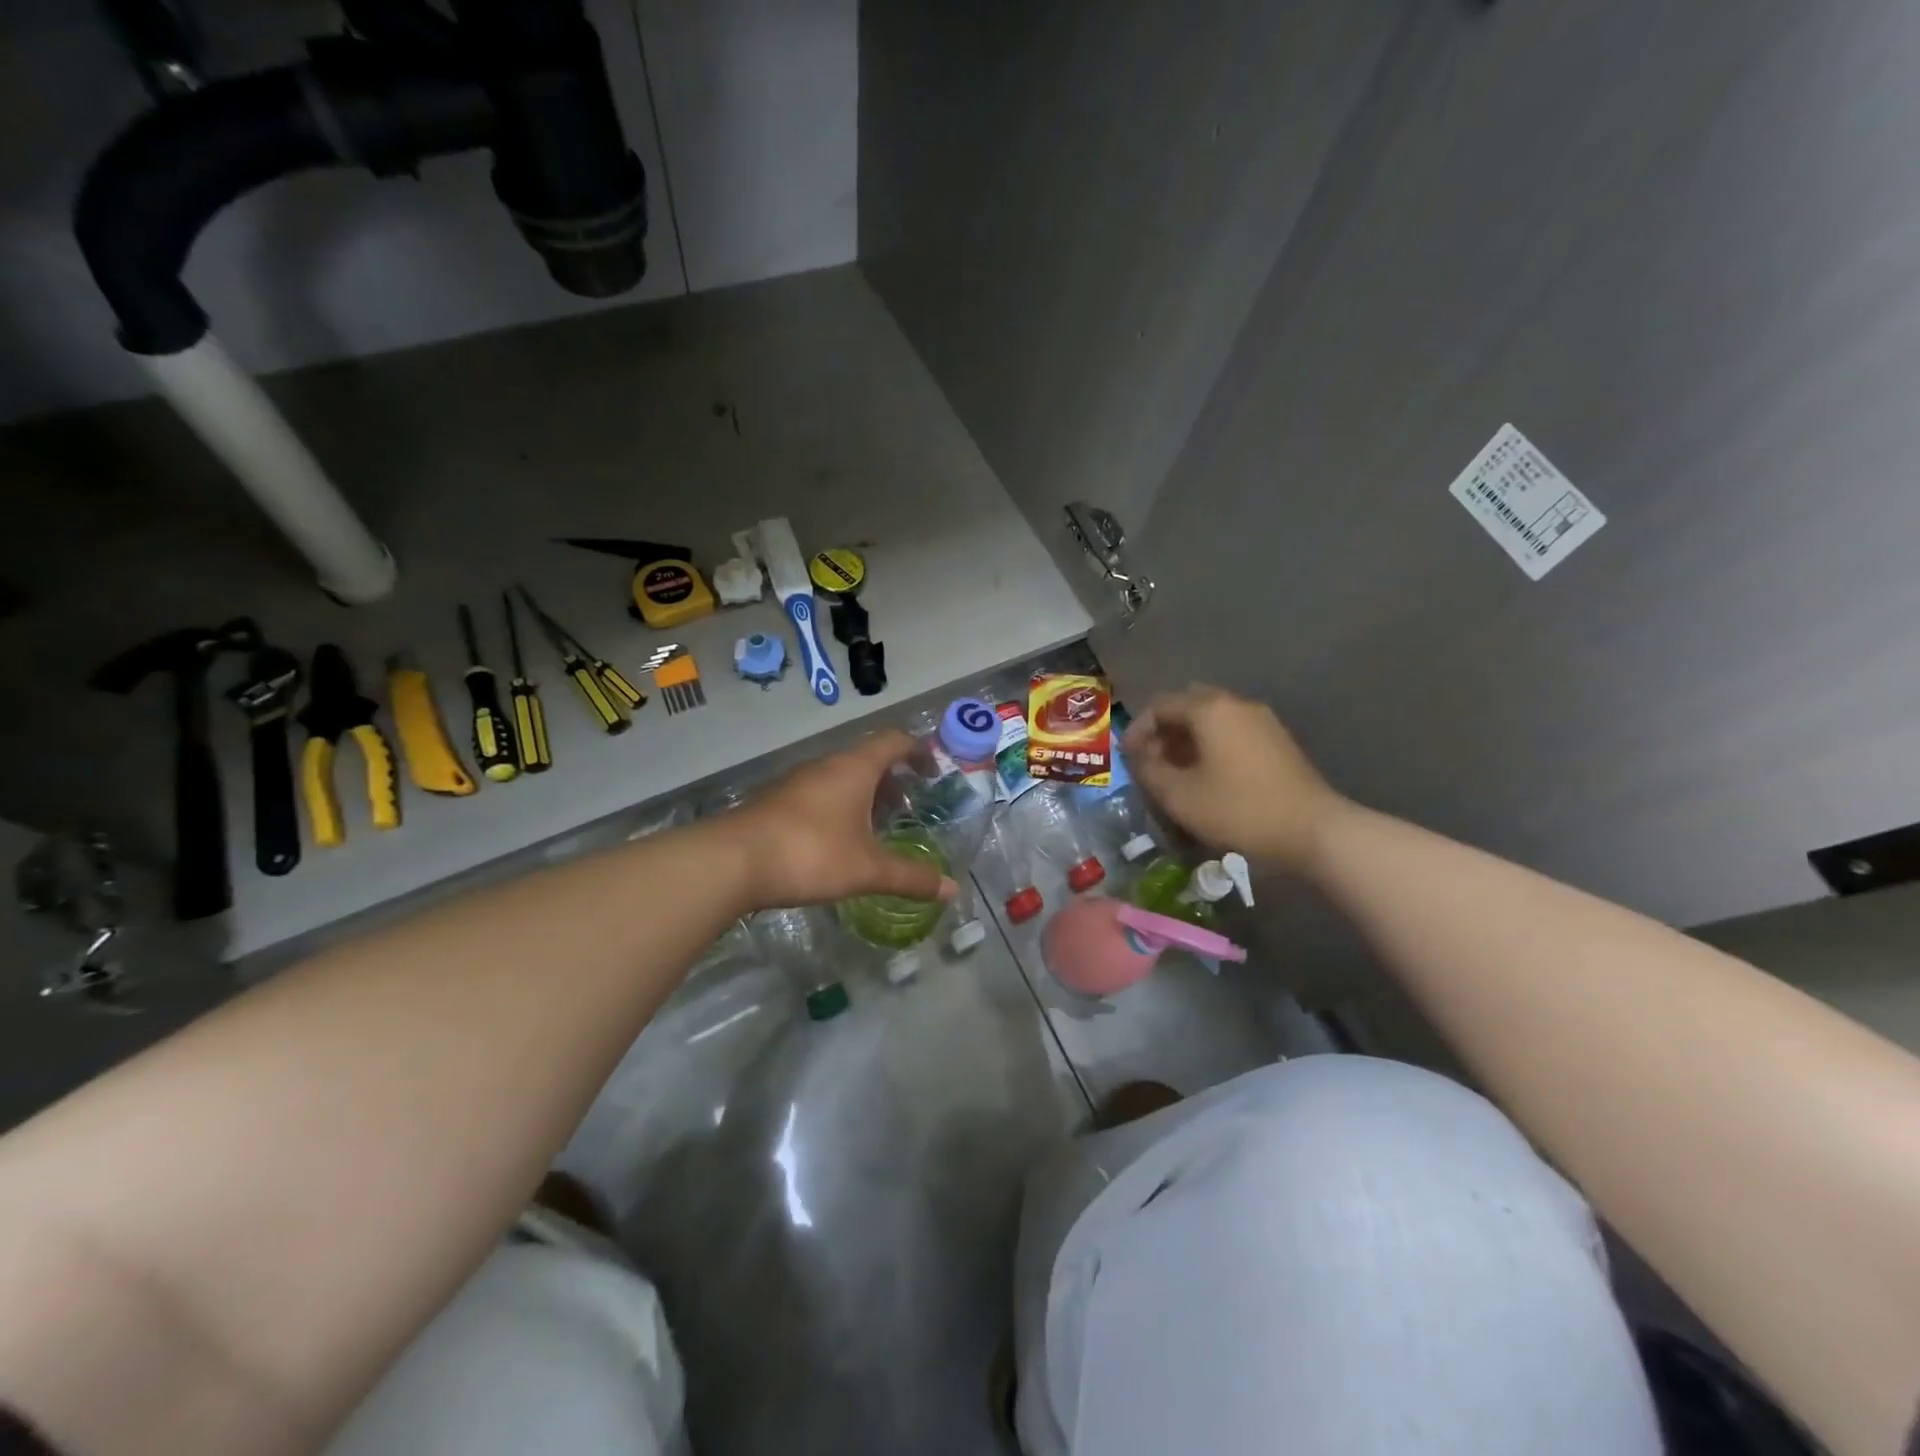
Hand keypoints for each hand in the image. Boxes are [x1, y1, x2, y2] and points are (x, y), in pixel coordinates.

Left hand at [725, 731, 959, 910]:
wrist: (732, 861)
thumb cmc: (811, 853)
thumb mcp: (867, 869)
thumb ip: (910, 878)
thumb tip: (952, 890)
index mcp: (854, 768)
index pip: (894, 741)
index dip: (918, 752)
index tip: (933, 773)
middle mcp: (826, 765)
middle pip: (867, 759)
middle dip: (891, 779)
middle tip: (907, 806)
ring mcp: (797, 781)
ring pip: (840, 777)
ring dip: (862, 794)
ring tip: (875, 826)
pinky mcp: (776, 801)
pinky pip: (818, 793)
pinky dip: (837, 807)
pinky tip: (837, 840)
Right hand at [1124, 685, 1349, 869]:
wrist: (1313, 831)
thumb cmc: (1238, 809)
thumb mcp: (1179, 795)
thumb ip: (1148, 770)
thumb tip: (1137, 756)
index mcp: (1209, 709)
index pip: (1159, 705)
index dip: (1137, 730)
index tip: (1128, 759)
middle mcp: (1236, 704)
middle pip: (1188, 706)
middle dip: (1164, 731)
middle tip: (1152, 761)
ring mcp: (1262, 721)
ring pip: (1212, 720)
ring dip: (1188, 740)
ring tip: (1176, 774)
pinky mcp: (1277, 742)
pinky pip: (1232, 733)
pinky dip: (1212, 747)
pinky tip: (1208, 778)